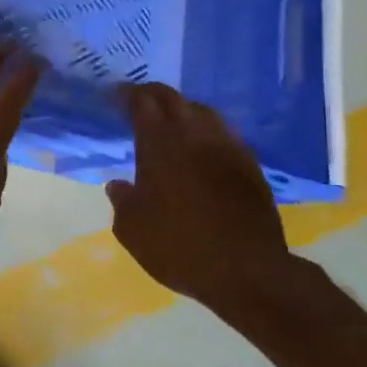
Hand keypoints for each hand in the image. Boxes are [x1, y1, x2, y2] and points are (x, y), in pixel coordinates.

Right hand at [105, 84, 299, 325]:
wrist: (247, 271)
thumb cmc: (179, 248)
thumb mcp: (132, 230)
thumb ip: (122, 201)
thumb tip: (118, 185)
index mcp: (159, 144)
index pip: (142, 103)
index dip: (126, 95)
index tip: (115, 97)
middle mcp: (194, 135)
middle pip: (173, 98)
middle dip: (152, 94)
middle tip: (138, 101)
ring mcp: (227, 147)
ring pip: (203, 111)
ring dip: (183, 109)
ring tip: (172, 121)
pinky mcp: (250, 165)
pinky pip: (225, 133)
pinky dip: (208, 131)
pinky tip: (203, 146)